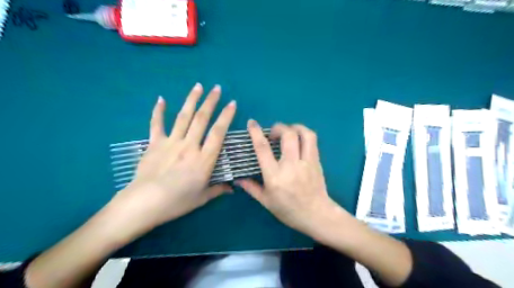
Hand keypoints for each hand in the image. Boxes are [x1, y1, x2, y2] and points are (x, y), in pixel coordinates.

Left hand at [112, 83, 235, 231]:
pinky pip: (157, 124)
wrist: (144, 203)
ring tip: (198, 86)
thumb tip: (233, 189)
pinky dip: (158, 111)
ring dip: (191, 100)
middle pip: (201, 119)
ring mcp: (171, 142)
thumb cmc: (177, 202)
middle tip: (216, 88)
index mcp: (204, 159)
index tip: (232, 103)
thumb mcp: (202, 198)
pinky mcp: (155, 144)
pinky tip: (161, 99)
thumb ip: (218, 190)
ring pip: (183, 117)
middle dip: (211, 102)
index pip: (218, 133)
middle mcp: (189, 146)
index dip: (226, 116)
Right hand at [237, 122, 344, 236]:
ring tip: (289, 130)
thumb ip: (251, 187)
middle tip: (273, 132)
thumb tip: (238, 178)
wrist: (316, 215)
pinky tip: (299, 139)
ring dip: (295, 127)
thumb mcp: (266, 201)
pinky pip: (313, 141)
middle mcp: (291, 166)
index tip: (252, 123)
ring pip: (305, 134)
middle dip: (279, 127)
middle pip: (287, 135)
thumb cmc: (289, 210)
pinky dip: (304, 134)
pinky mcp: (317, 162)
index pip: (263, 149)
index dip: (256, 133)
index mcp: (275, 176)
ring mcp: (307, 162)